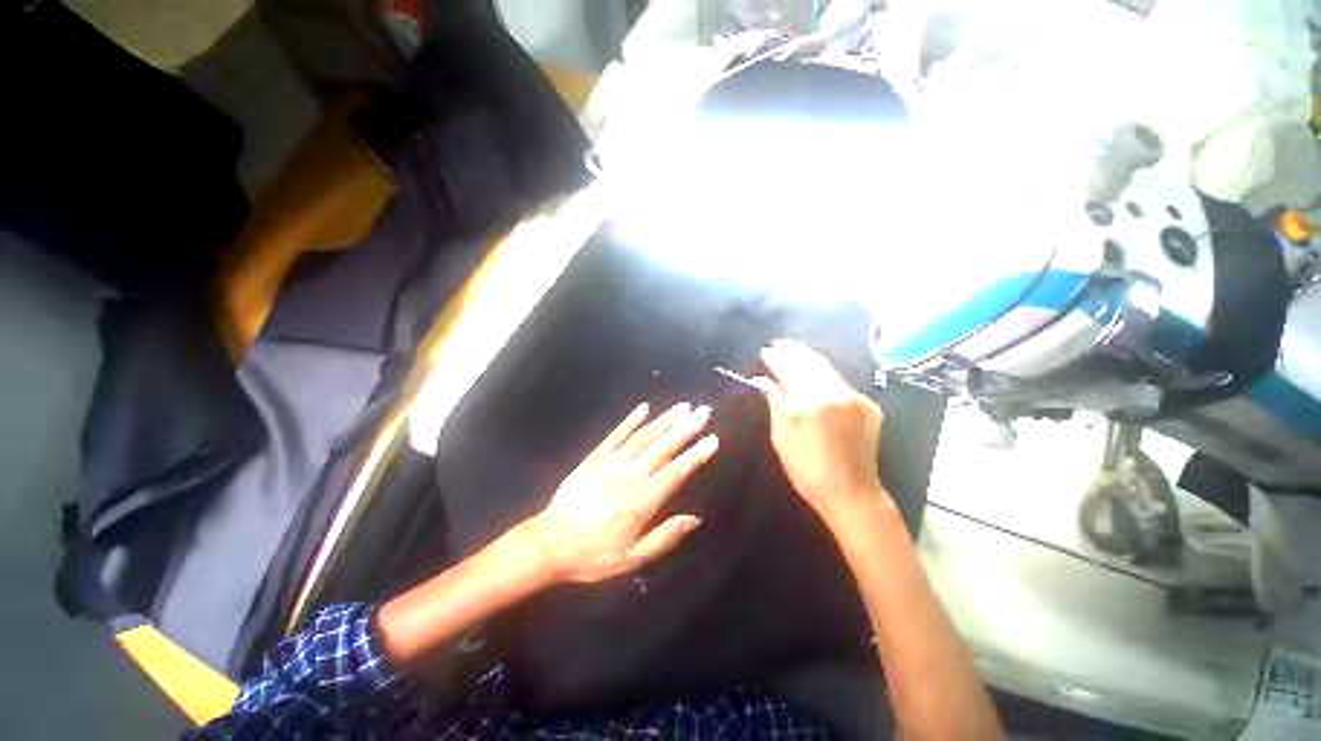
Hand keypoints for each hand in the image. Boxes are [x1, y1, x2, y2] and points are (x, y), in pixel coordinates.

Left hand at [527, 402, 718, 583]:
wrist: (549, 542)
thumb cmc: (593, 554)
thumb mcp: (631, 559)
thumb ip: (664, 537)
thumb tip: (694, 519)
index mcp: (643, 501)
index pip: (677, 471)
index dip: (696, 454)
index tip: (713, 439)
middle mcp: (631, 475)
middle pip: (664, 447)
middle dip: (686, 428)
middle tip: (704, 411)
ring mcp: (611, 462)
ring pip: (644, 436)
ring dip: (665, 420)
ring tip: (683, 406)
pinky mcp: (595, 456)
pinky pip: (616, 434)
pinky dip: (631, 420)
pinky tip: (644, 408)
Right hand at [756, 339, 889, 522]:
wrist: (851, 493)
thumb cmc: (807, 468)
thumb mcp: (782, 436)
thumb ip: (775, 401)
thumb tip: (762, 379)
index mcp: (812, 401)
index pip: (790, 369)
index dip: (776, 358)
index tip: (765, 351)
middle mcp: (837, 393)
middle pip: (812, 362)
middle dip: (793, 350)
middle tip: (778, 344)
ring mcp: (857, 398)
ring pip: (829, 369)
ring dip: (809, 359)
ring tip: (794, 352)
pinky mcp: (869, 406)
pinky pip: (842, 383)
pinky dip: (826, 375)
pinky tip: (816, 375)